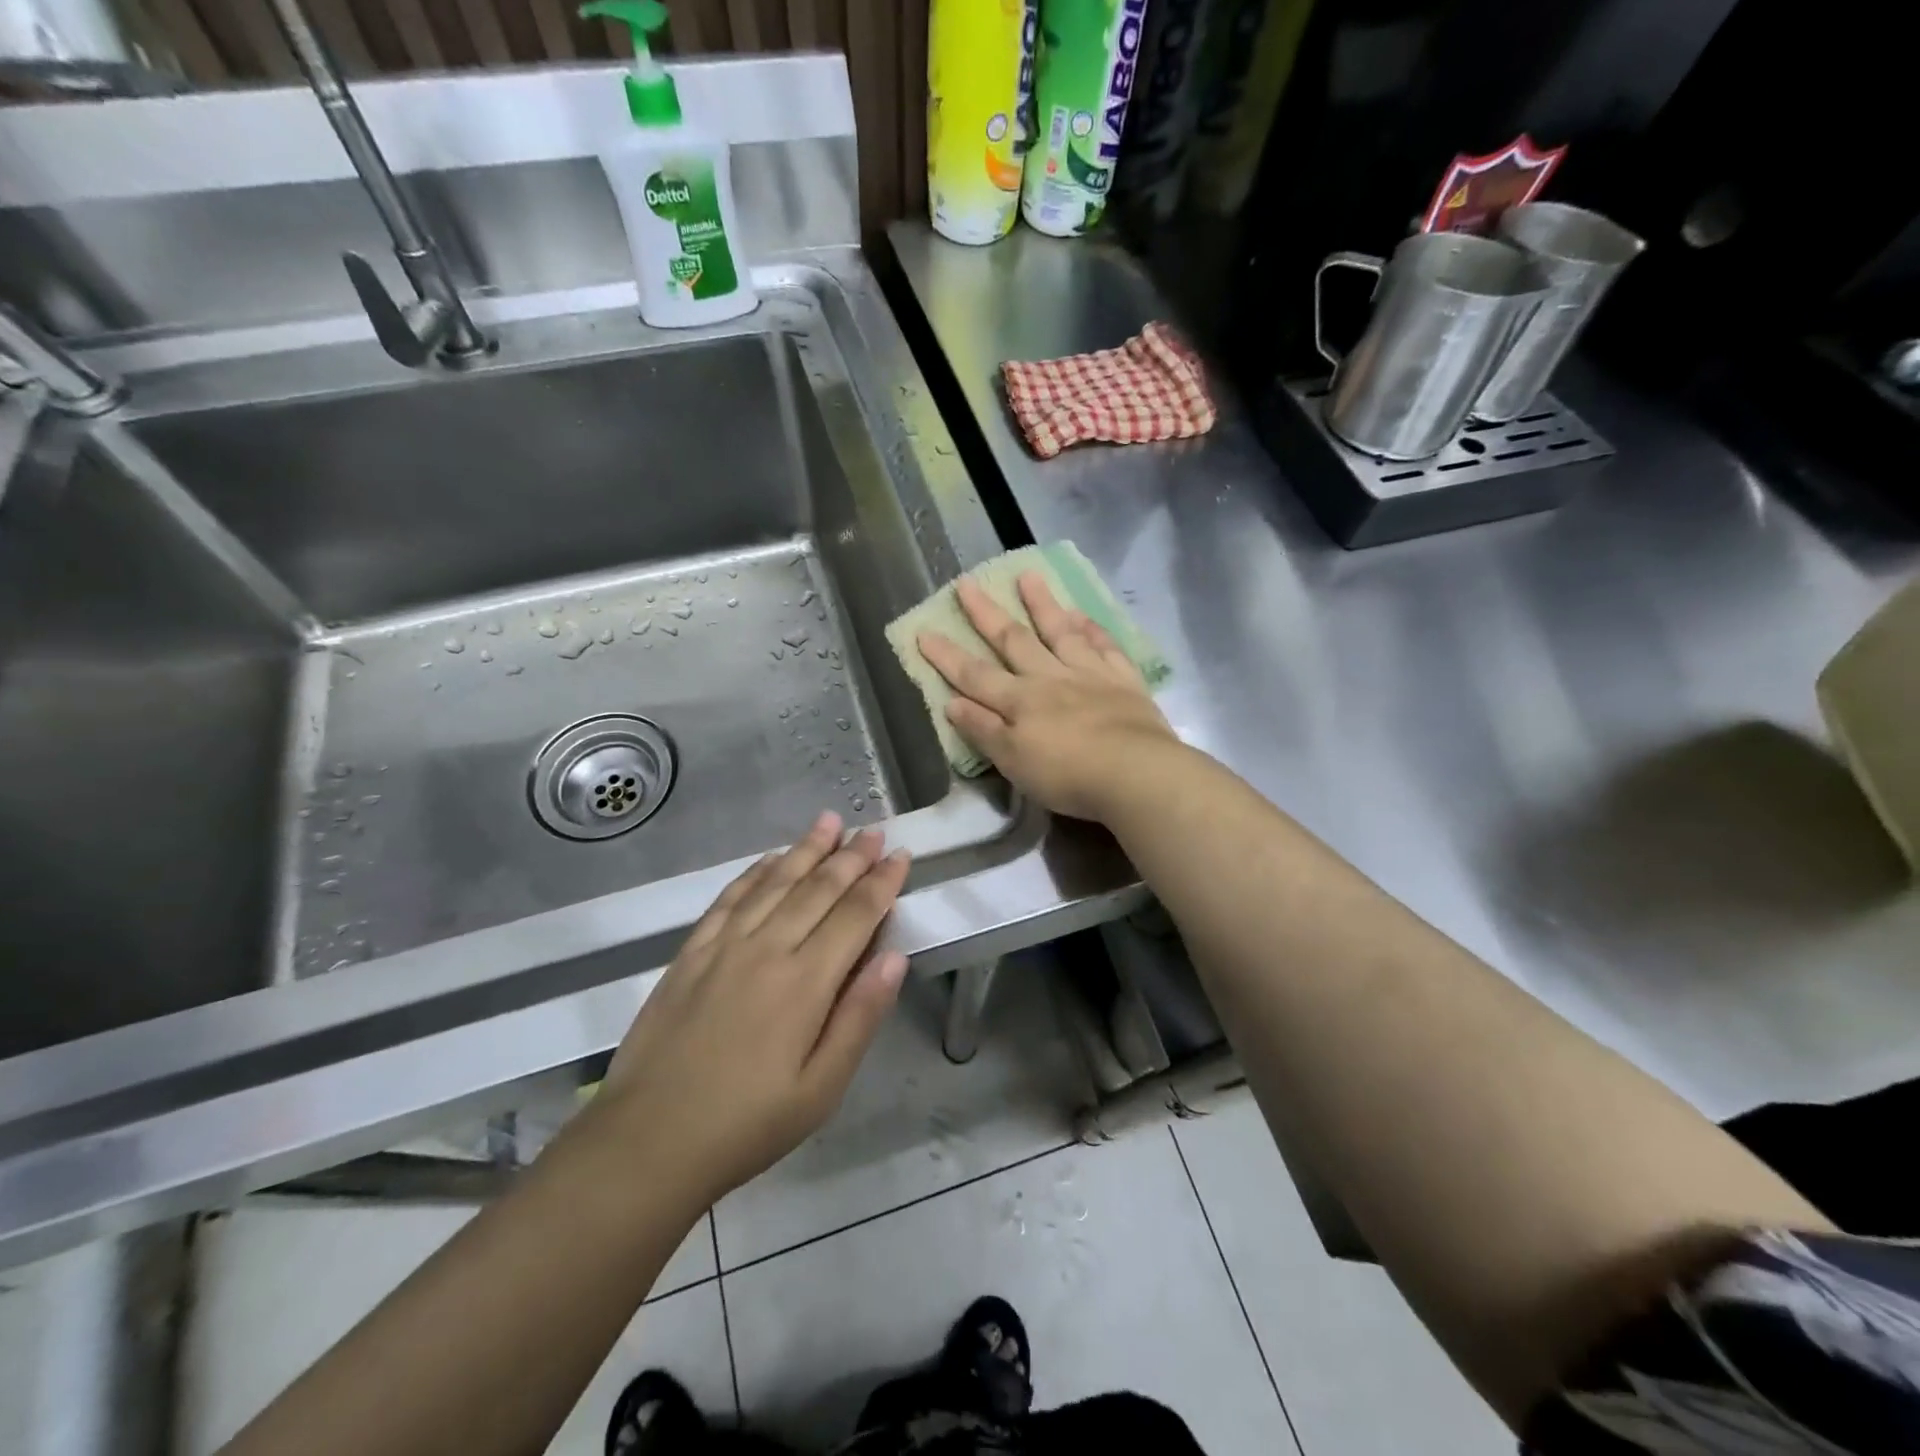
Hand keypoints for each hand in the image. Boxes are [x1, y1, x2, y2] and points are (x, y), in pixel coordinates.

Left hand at [595, 813, 910, 1205]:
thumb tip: (894, 957)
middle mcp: (768, 949)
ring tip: (829, 822)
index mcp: (806, 982)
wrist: (648, 1140)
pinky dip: (755, 872)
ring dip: (806, 850)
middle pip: (818, 889)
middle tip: (872, 831)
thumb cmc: (747, 1124)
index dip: (882, 882)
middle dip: (850, 857)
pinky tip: (770, 858)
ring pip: (775, 882)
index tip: (900, 855)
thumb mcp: (821, 1089)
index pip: (855, 915)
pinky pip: (730, 898)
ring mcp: (724, 945)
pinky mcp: (691, 952)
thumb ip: (860, 1017)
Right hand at [918, 572, 1179, 821]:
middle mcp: (1050, 678)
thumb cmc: (1067, 775)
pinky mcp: (1123, 681)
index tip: (924, 631)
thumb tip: (952, 702)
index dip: (947, 656)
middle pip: (1013, 641)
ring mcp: (1089, 675)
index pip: (974, 675)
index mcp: (1020, 701)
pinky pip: (1104, 646)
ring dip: (1042, 604)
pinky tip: (1082, 614)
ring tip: (1028, 576)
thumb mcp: (1013, 761)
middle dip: (987, 614)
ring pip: (1060, 632)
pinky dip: (1091, 628)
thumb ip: (983, 730)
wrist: (1134, 773)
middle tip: (968, 583)